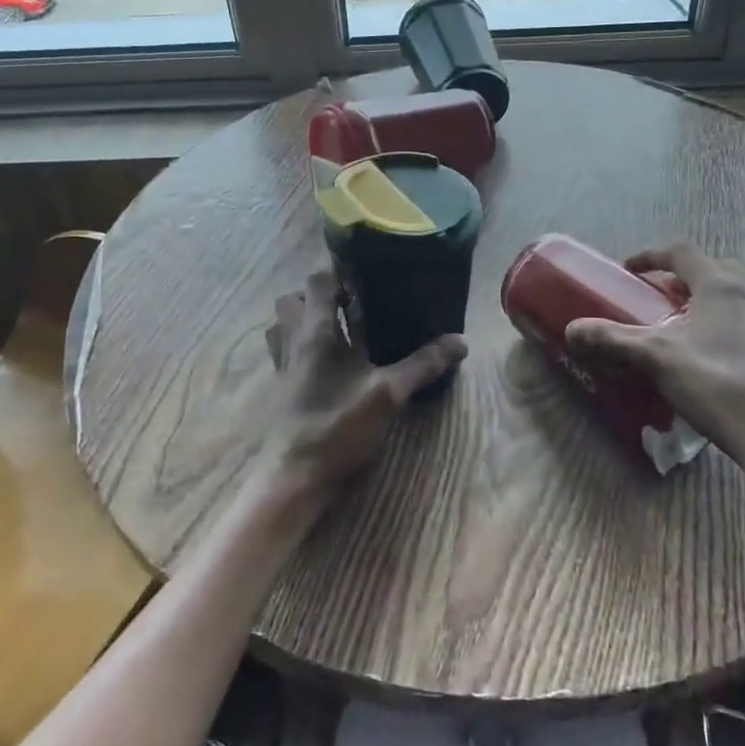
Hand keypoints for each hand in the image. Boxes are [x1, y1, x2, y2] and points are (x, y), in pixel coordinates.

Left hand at [251, 269, 466, 516]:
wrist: (294, 477)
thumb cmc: (337, 427)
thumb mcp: (388, 394)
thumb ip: (422, 365)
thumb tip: (460, 341)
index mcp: (316, 331)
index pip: (319, 279)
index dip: (340, 269)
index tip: (369, 270)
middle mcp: (294, 340)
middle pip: (295, 298)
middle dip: (322, 293)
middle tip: (356, 301)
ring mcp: (285, 364)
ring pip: (285, 324)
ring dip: (308, 317)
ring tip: (341, 327)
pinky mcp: (284, 387)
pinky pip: (287, 350)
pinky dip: (304, 344)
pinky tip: (332, 362)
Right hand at [565, 243, 744, 485]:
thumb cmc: (718, 383)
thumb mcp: (656, 358)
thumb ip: (612, 340)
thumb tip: (571, 330)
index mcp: (721, 286)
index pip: (681, 252)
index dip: (650, 255)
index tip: (627, 270)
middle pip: (708, 274)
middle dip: (676, 283)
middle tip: (651, 301)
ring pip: (728, 303)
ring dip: (698, 309)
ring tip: (674, 334)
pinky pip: (742, 329)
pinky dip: (717, 333)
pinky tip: (704, 366)